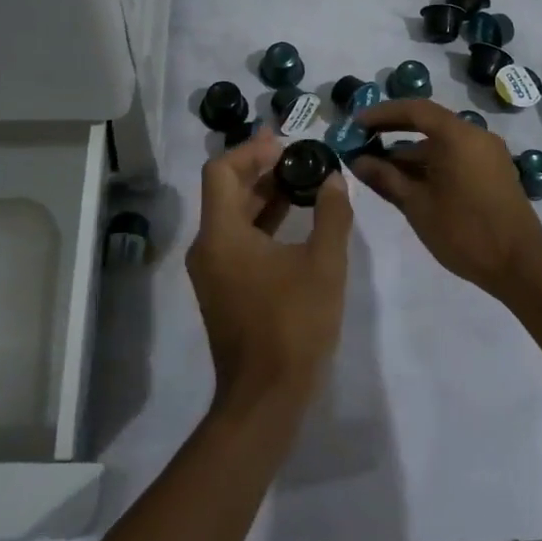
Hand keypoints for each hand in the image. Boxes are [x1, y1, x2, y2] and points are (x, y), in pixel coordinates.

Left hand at [186, 127, 353, 416]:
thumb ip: (331, 215)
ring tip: (301, 180)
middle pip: (226, 190)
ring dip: (263, 195)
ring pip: (232, 216)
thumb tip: (333, 179)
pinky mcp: (223, 289)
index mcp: (222, 234)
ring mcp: (213, 270)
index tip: (284, 143)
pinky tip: (294, 220)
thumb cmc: (293, 325)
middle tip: (298, 155)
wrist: (265, 398)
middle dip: (260, 169)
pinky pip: (237, 240)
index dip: (250, 150)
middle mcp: (208, 246)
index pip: (221, 170)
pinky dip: (262, 222)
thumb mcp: (324, 264)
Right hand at [348, 98, 541, 298]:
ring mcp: (488, 154)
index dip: (382, 114)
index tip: (356, 123)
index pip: (414, 109)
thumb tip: (357, 160)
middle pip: (428, 123)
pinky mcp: (494, 172)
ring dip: (410, 153)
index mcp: (458, 135)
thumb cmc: (465, 231)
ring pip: (441, 143)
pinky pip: (456, 156)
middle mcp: (476, 135)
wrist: (521, 266)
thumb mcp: (417, 205)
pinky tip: (409, 183)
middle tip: (362, 143)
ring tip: (379, 170)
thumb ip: (385, 177)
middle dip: (393, 132)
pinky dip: (431, 163)